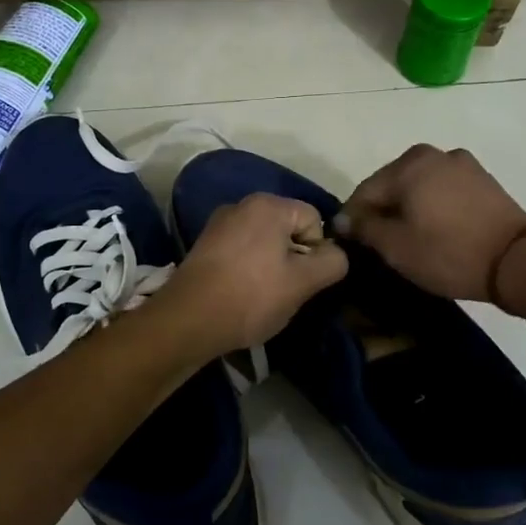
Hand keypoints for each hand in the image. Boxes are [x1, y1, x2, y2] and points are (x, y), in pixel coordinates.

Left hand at [159, 193, 347, 355]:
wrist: (188, 320)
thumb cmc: (251, 297)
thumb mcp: (303, 283)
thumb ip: (332, 262)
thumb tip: (337, 254)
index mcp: (269, 204)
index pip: (314, 219)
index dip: (317, 251)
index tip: (305, 280)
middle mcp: (242, 204)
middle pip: (288, 228)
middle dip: (294, 258)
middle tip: (287, 290)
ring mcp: (220, 223)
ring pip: (265, 241)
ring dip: (271, 265)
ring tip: (263, 295)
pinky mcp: (205, 244)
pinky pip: (241, 250)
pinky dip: (248, 268)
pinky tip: (242, 293)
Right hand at [339, 145, 525, 301]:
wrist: (518, 262)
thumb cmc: (448, 253)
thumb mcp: (396, 247)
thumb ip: (364, 229)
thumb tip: (343, 220)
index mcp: (408, 164)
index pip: (365, 191)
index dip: (353, 220)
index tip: (350, 245)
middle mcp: (434, 154)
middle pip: (392, 184)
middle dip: (383, 211)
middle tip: (380, 245)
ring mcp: (462, 164)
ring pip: (419, 187)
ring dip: (409, 209)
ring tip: (410, 239)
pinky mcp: (483, 180)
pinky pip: (444, 191)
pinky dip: (434, 207)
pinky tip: (437, 231)